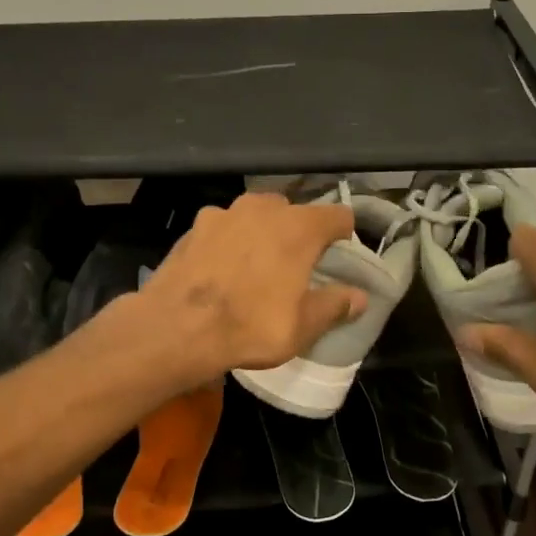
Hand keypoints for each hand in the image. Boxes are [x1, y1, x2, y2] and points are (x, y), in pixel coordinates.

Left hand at [134, 192, 367, 386]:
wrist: (176, 328)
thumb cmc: (250, 326)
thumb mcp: (303, 326)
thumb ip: (335, 305)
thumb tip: (359, 297)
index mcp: (299, 226)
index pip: (338, 215)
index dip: (343, 235)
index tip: (338, 257)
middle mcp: (264, 208)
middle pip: (294, 212)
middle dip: (299, 234)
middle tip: (296, 267)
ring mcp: (224, 212)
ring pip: (256, 216)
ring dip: (262, 234)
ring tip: (256, 268)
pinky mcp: (194, 226)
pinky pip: (224, 228)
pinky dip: (230, 242)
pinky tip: (222, 271)